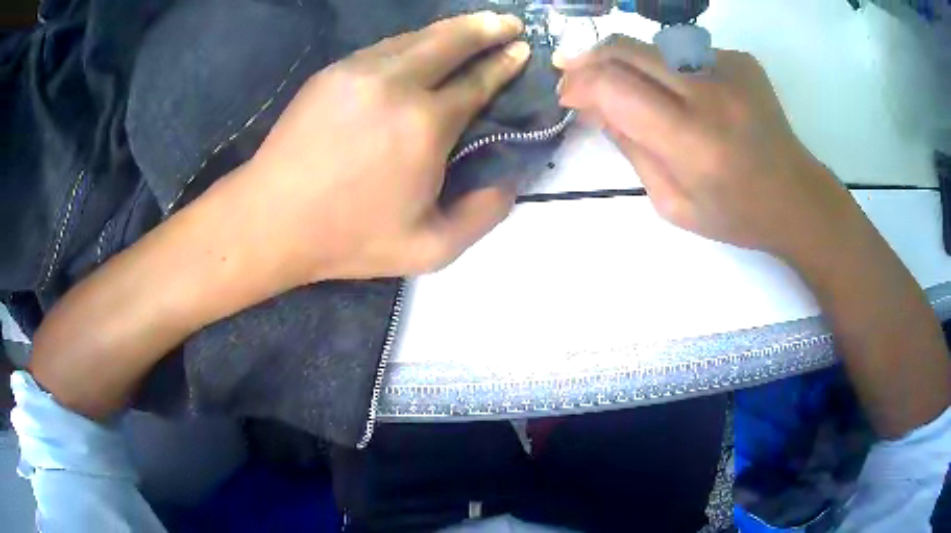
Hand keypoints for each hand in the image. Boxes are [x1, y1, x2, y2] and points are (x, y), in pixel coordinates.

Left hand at [215, 12, 529, 287]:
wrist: (270, 220)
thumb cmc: (348, 238)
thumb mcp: (429, 249)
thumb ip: (482, 216)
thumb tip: (510, 180)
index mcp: (425, 126)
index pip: (477, 81)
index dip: (504, 63)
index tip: (522, 49)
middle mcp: (397, 85)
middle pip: (451, 41)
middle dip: (486, 28)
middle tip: (508, 23)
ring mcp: (359, 71)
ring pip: (417, 37)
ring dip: (451, 29)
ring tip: (474, 26)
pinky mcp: (332, 73)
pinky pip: (384, 47)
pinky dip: (413, 41)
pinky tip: (422, 46)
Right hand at [557, 36, 859, 261]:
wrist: (796, 197)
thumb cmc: (735, 213)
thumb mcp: (671, 203)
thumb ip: (629, 148)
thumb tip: (593, 105)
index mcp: (693, 143)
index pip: (613, 87)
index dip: (579, 84)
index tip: (569, 97)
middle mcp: (711, 94)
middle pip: (626, 49)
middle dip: (590, 59)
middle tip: (578, 77)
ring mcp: (730, 69)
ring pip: (652, 44)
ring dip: (629, 63)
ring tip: (635, 91)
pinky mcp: (741, 59)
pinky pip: (685, 52)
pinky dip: (669, 68)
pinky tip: (685, 94)